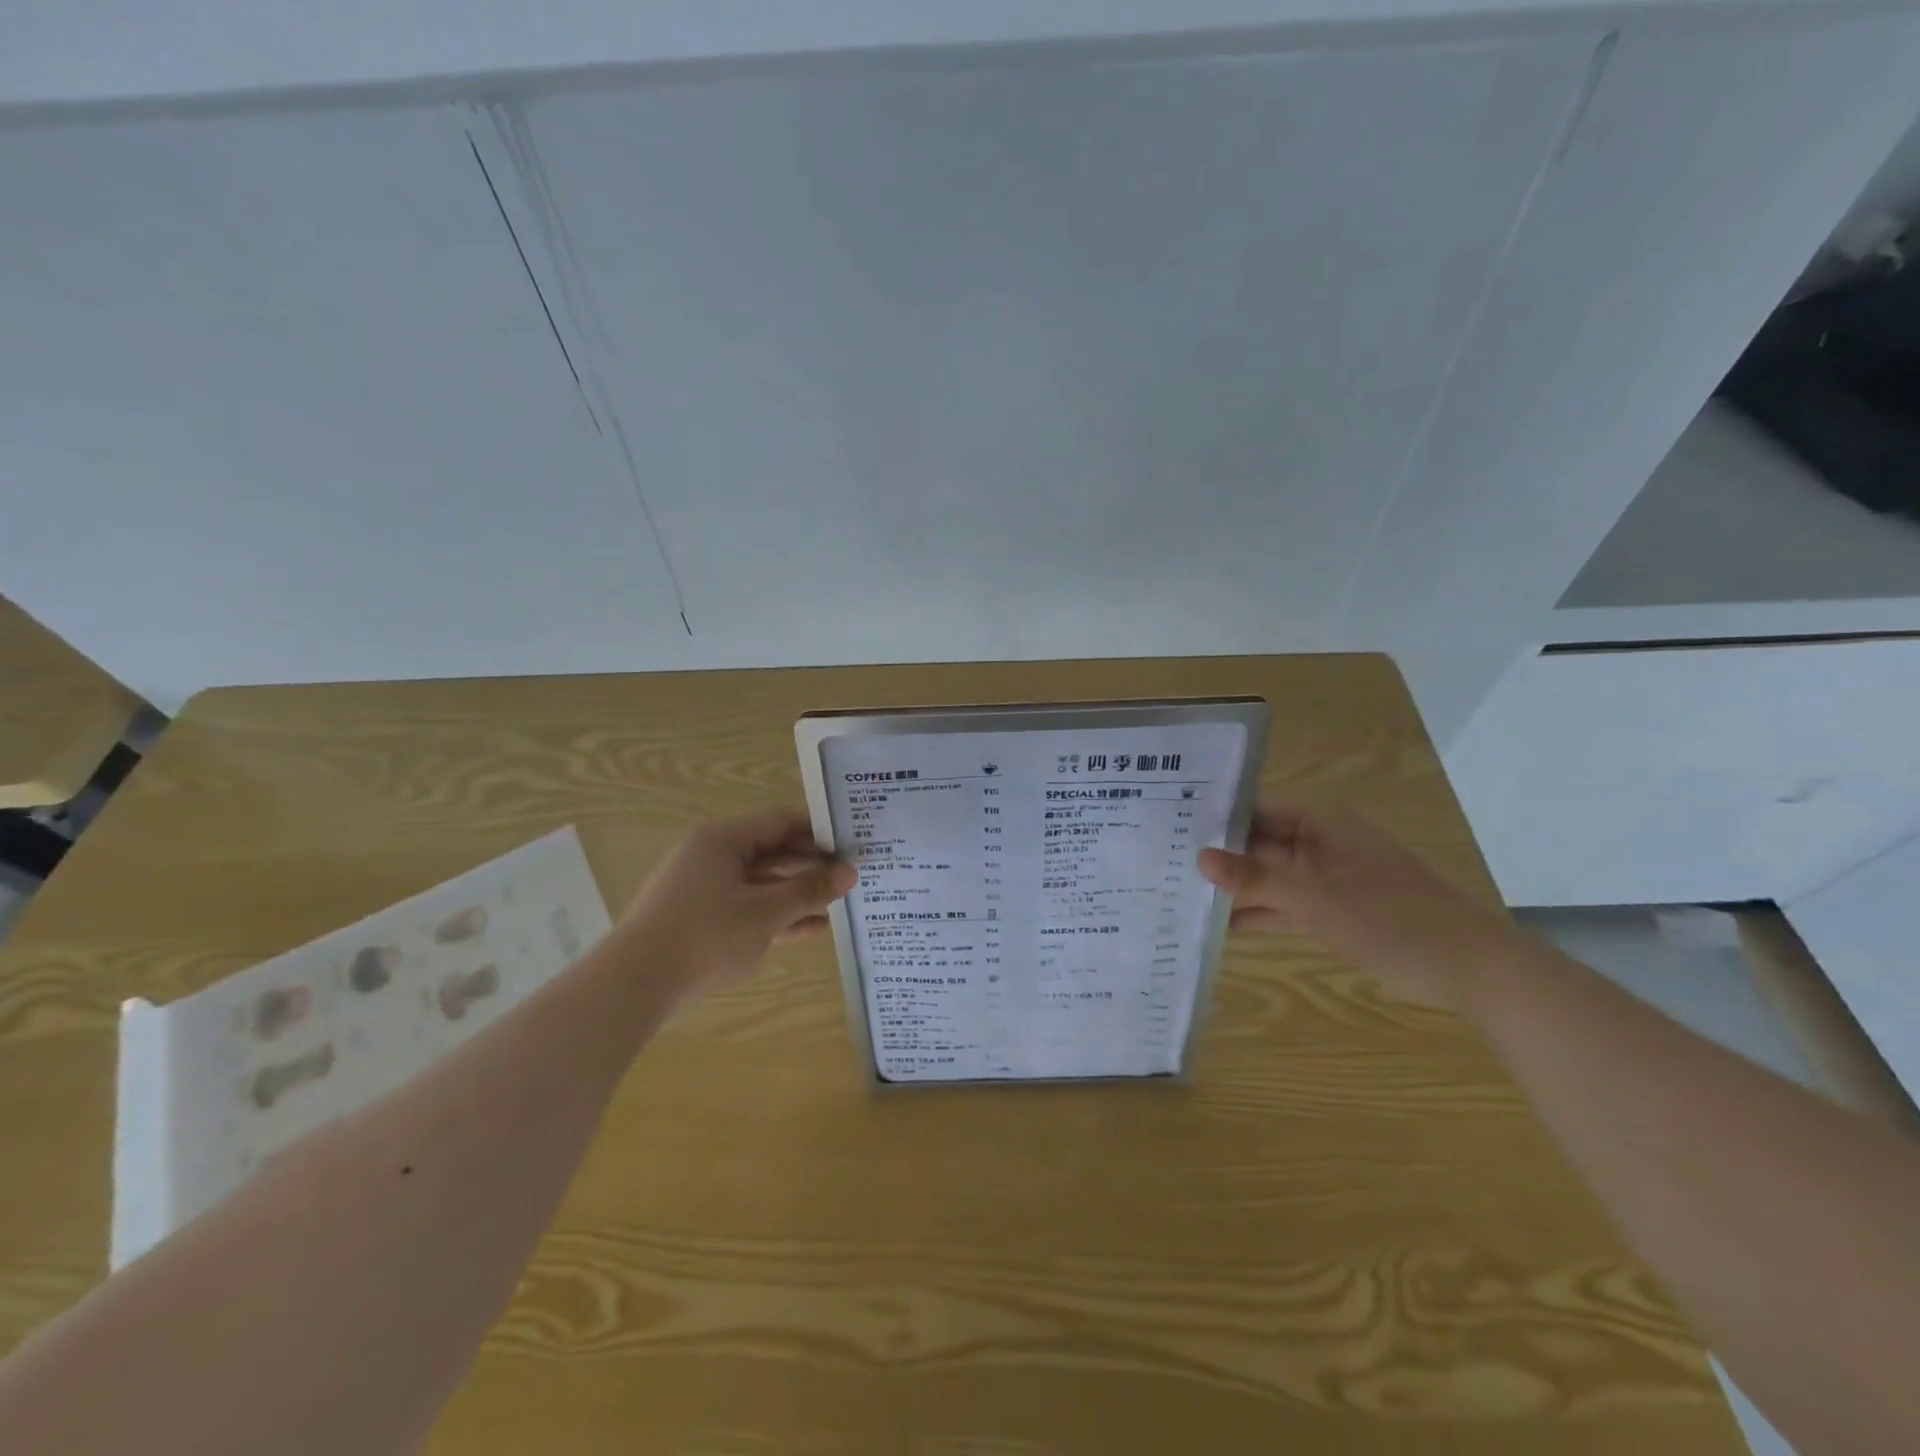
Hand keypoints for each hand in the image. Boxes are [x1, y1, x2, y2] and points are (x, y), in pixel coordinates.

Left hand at [618, 809, 856, 997]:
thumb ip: (809, 890)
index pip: (782, 821)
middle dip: (810, 866)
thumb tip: (850, 872)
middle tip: (848, 880)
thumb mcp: (766, 913)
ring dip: (795, 893)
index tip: (851, 849)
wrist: (634, 985)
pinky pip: (744, 905)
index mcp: (724, 839)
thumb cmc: (706, 936)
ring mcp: (701, 887)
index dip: (819, 833)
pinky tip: (806, 930)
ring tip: (834, 906)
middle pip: (771, 850)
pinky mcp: (696, 917)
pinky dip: (773, 914)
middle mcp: (711, 855)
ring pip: (759, 881)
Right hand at [1197, 803, 1517, 1008]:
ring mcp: (1328, 878)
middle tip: (1167, 865)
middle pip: (1260, 844)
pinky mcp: (1334, 910)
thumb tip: (1199, 859)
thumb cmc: (1388, 916)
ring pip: (1271, 877)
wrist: (1467, 966)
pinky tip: (1223, 925)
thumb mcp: (1313, 897)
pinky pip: (1287, 904)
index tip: (1171, 831)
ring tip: (1183, 895)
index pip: (1255, 811)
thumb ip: (1255, 879)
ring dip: (1238, 888)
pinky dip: (1262, 913)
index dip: (1216, 820)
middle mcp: (1320, 843)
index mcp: (1320, 822)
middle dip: (1220, 858)